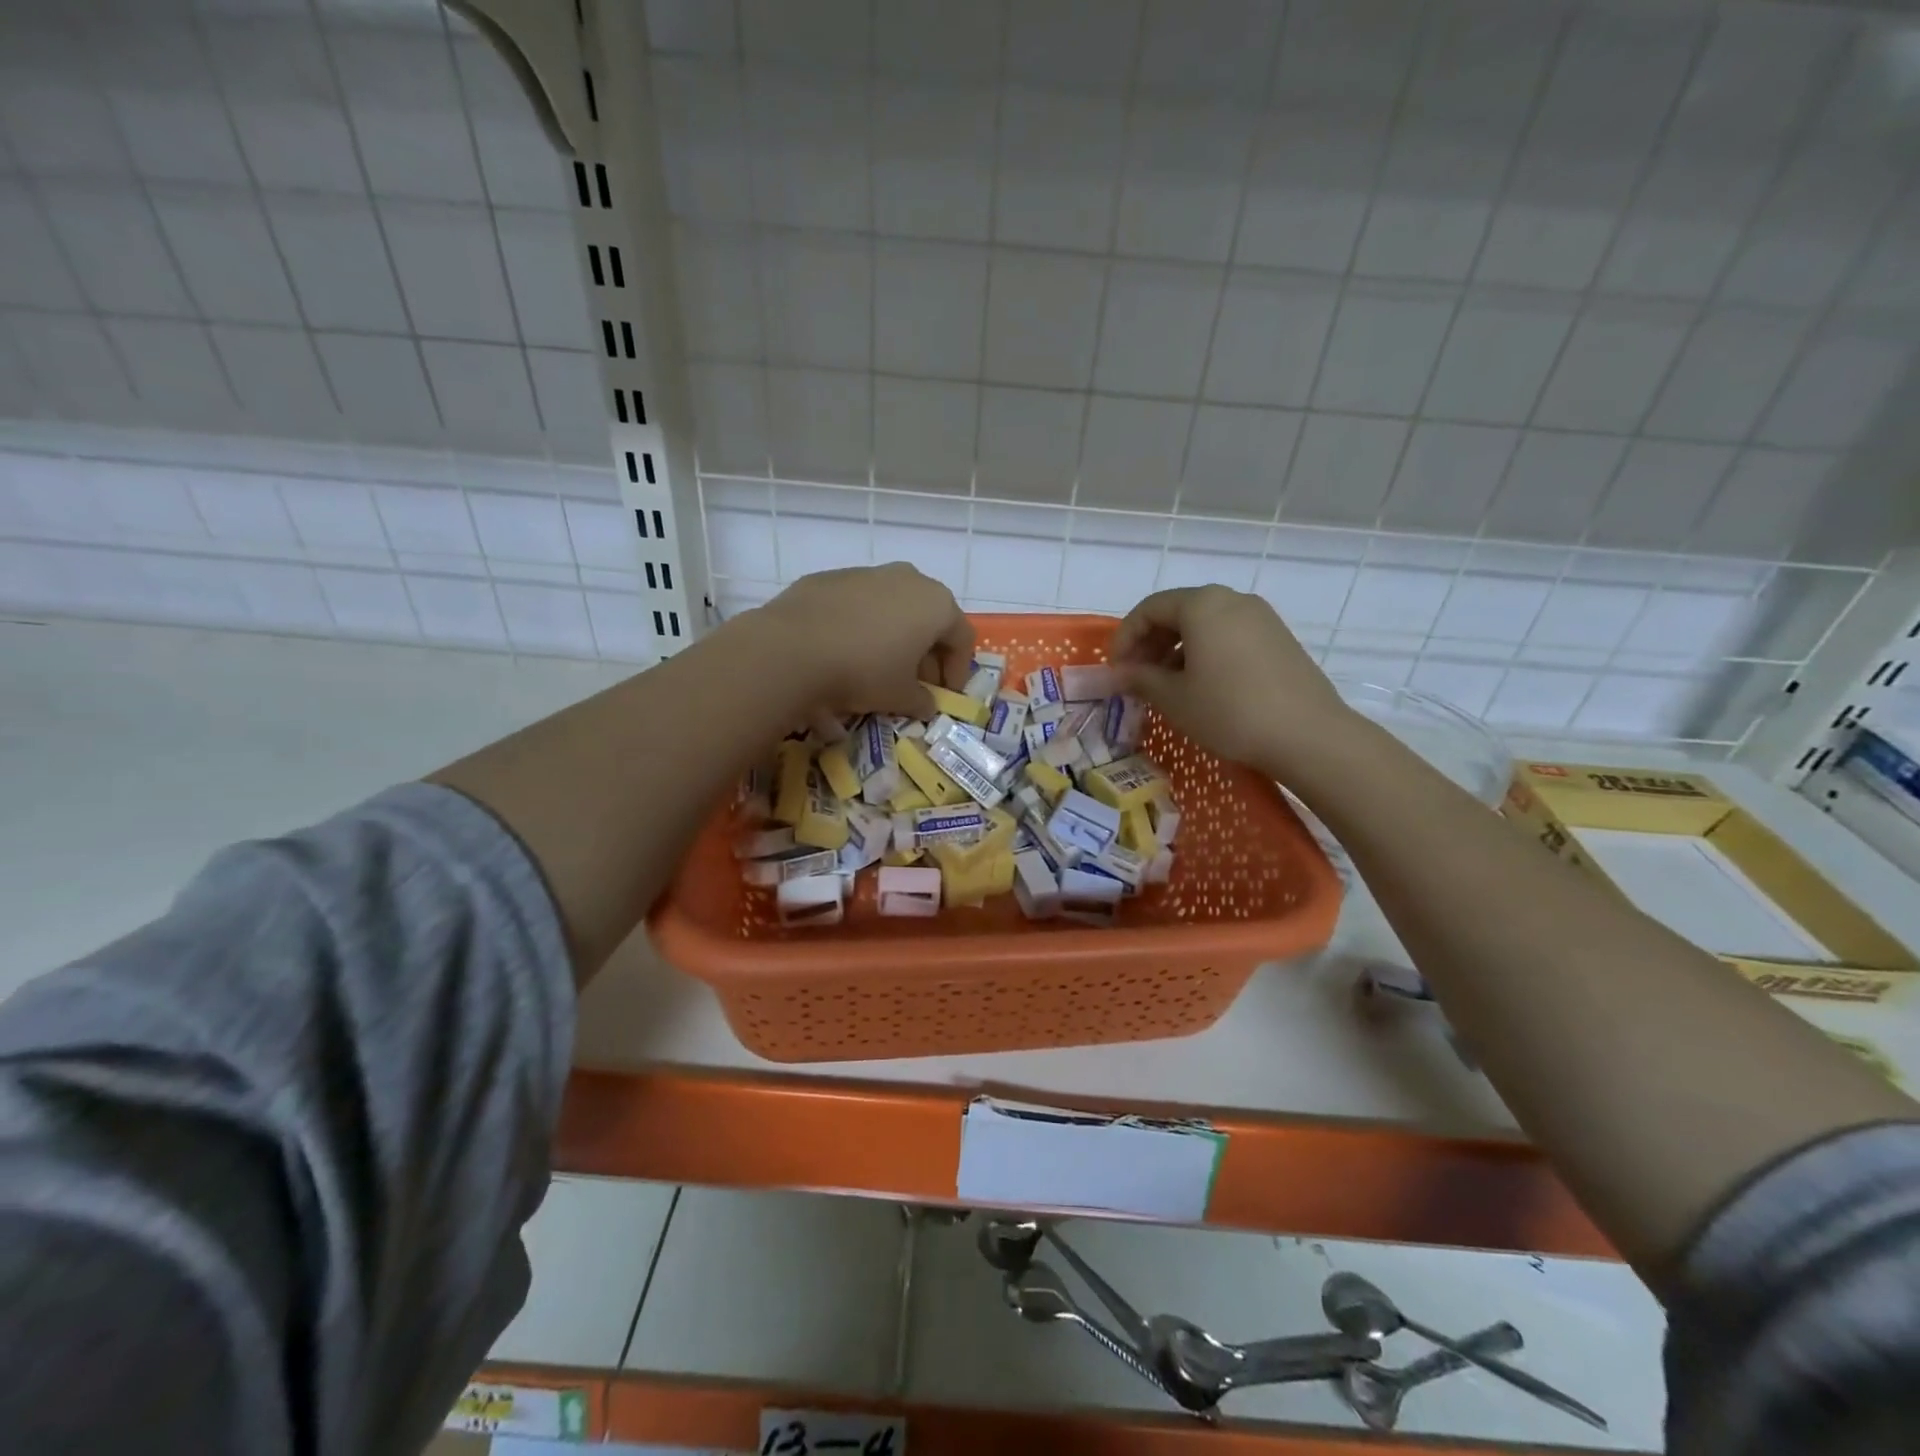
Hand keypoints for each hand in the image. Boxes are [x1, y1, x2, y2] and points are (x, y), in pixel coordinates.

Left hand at [754, 563, 975, 718]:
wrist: (792, 648)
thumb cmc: (863, 672)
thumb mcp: (899, 696)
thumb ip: (922, 701)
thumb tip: (926, 705)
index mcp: (936, 604)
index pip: (961, 638)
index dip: (958, 670)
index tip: (946, 694)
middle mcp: (908, 579)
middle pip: (929, 618)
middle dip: (927, 652)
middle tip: (916, 682)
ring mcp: (868, 573)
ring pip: (893, 606)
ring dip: (894, 635)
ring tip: (880, 665)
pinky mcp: (831, 577)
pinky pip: (859, 603)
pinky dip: (862, 625)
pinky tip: (845, 650)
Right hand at [1110, 585, 1352, 773]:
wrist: (1307, 734)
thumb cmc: (1229, 710)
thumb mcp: (1174, 697)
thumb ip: (1140, 678)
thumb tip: (1118, 673)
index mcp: (1202, 604)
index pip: (1149, 609)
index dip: (1125, 638)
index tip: (1116, 669)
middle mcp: (1232, 599)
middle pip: (1178, 611)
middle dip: (1150, 642)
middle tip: (1136, 677)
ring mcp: (1260, 617)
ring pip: (1204, 624)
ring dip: (1176, 649)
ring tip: (1166, 685)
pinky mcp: (1278, 638)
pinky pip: (1228, 635)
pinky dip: (1205, 652)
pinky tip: (1201, 685)